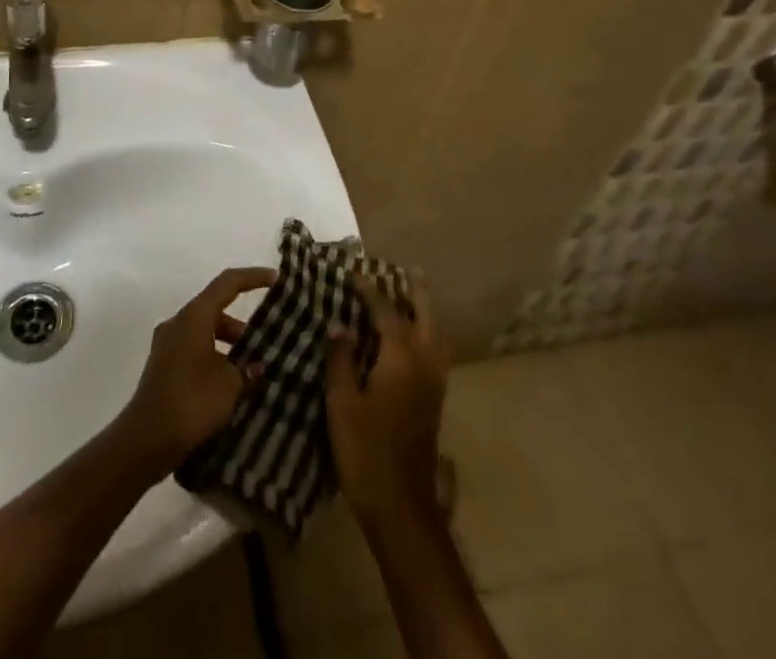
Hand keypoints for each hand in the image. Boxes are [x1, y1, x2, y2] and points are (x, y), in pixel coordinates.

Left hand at [117, 266, 273, 470]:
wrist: (146, 439)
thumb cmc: (191, 401)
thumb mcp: (229, 385)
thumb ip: (247, 370)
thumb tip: (257, 367)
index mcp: (194, 316)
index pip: (227, 283)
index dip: (253, 277)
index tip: (276, 279)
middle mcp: (178, 323)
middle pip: (216, 311)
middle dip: (243, 326)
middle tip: (269, 344)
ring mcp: (167, 345)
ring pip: (206, 334)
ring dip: (230, 347)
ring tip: (254, 372)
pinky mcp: (163, 368)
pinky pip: (195, 352)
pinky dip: (215, 360)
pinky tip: (231, 388)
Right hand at [326, 271, 448, 529]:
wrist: (402, 506)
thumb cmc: (366, 450)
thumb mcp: (342, 403)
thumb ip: (341, 359)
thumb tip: (339, 325)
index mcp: (401, 357)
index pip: (385, 311)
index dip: (369, 291)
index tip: (353, 274)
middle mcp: (424, 362)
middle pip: (425, 315)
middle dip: (415, 291)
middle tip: (404, 270)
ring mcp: (434, 383)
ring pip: (436, 333)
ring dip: (425, 310)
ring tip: (411, 295)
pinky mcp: (435, 401)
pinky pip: (435, 351)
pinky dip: (427, 332)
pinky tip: (413, 337)